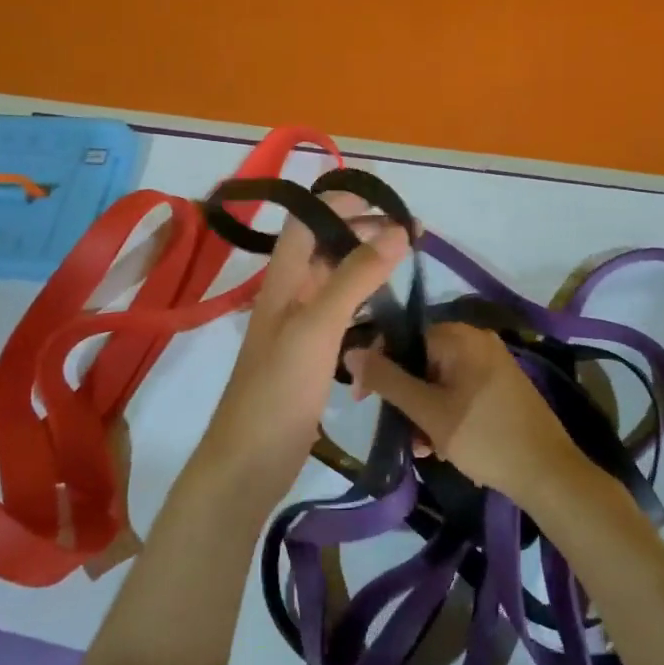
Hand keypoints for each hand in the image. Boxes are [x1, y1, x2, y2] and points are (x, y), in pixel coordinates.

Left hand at [189, 192, 408, 511]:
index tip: (391, 201)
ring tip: (409, 265)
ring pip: (336, 281)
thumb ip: (356, 276)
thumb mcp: (318, 326)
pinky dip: (366, 306)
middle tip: (413, 234)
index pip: (308, 220)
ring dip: (368, 268)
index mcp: (283, 279)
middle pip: (326, 247)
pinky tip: (390, 314)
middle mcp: (290, 295)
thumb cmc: (279, 390)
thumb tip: (399, 229)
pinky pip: (343, 317)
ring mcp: (300, 328)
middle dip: (365, 232)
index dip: (343, 201)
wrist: (250, 463)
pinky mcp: (312, 357)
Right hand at [346, 322, 594, 504]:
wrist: (547, 472)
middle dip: (407, 398)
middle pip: (421, 361)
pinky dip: (447, 415)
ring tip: (426, 449)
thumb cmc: (484, 437)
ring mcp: (493, 364)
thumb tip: (351, 351)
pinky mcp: (502, 387)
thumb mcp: (427, 411)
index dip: (380, 367)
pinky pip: (461, 392)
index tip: (363, 400)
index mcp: (460, 337)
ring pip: (440, 381)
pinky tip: (445, 448)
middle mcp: (478, 341)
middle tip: (404, 433)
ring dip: (425, 413)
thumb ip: (387, 380)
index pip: (404, 338)